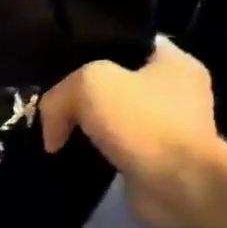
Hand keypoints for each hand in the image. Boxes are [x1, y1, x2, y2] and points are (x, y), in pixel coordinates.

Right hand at [40, 38, 224, 227]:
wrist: (178, 186)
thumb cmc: (142, 122)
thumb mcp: (89, 84)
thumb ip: (60, 92)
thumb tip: (52, 126)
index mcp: (173, 62)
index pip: (126, 42)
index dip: (91, 47)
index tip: (59, 62)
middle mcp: (175, 91)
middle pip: (114, 81)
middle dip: (80, 92)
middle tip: (48, 100)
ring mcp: (166, 127)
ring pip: (110, 115)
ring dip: (82, 124)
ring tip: (50, 129)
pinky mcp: (153, 158)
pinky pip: (111, 145)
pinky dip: (90, 150)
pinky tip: (66, 153)